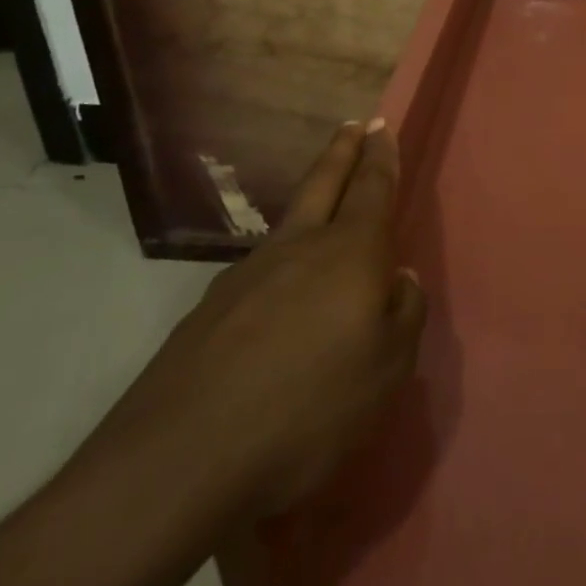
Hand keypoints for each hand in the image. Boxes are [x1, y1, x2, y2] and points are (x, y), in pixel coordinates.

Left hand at [82, 121, 426, 517]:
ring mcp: (247, 275)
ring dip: (311, 199)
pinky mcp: (209, 311)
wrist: (181, 461)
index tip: (383, 126)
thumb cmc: (309, 408)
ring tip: (323, 203)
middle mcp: (299, 247)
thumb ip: (404, 315)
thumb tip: (400, 281)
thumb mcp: (387, 369)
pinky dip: (281, 262)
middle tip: (354, 124)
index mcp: (350, 252)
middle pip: (324, 183)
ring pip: (289, 222)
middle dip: (343, 151)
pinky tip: (279, 293)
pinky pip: (260, 270)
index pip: (372, 188)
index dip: (381, 156)